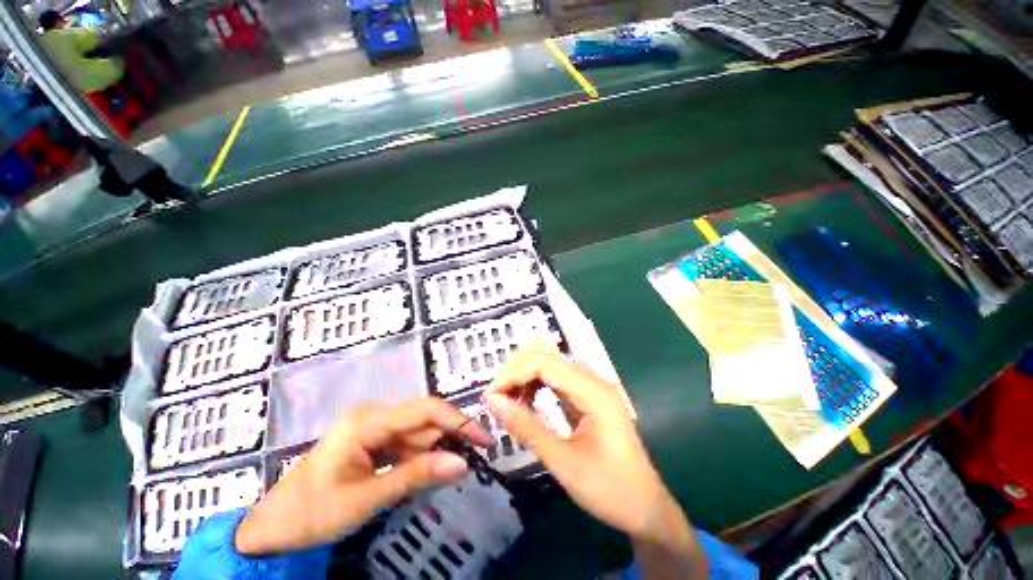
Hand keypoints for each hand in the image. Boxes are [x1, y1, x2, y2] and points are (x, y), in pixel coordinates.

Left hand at [235, 398, 488, 555]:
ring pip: (412, 436)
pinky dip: (417, 463)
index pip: (424, 410)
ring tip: (455, 477)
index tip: (488, 446)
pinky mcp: (363, 450)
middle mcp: (366, 420)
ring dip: (435, 453)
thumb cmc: (320, 509)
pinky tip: (428, 479)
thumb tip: (464, 461)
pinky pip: (399, 450)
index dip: (459, 422)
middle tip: (478, 466)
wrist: (282, 522)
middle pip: (420, 420)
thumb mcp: (370, 496)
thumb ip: (416, 476)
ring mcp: (363, 435)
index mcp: (364, 423)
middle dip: (450, 439)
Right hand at [486, 348, 707, 577]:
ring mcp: (599, 396)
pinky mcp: (596, 409)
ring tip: (506, 407)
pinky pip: (563, 389)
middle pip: (549, 360)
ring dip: (527, 382)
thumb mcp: (561, 460)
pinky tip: (527, 409)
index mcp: (594, 393)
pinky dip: (541, 393)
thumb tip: (492, 401)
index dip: (511, 374)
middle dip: (516, 375)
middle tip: (494, 404)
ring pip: (555, 373)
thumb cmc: (606, 487)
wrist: (642, 508)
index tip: (488, 401)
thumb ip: (527, 427)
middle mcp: (598, 385)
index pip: (543, 361)